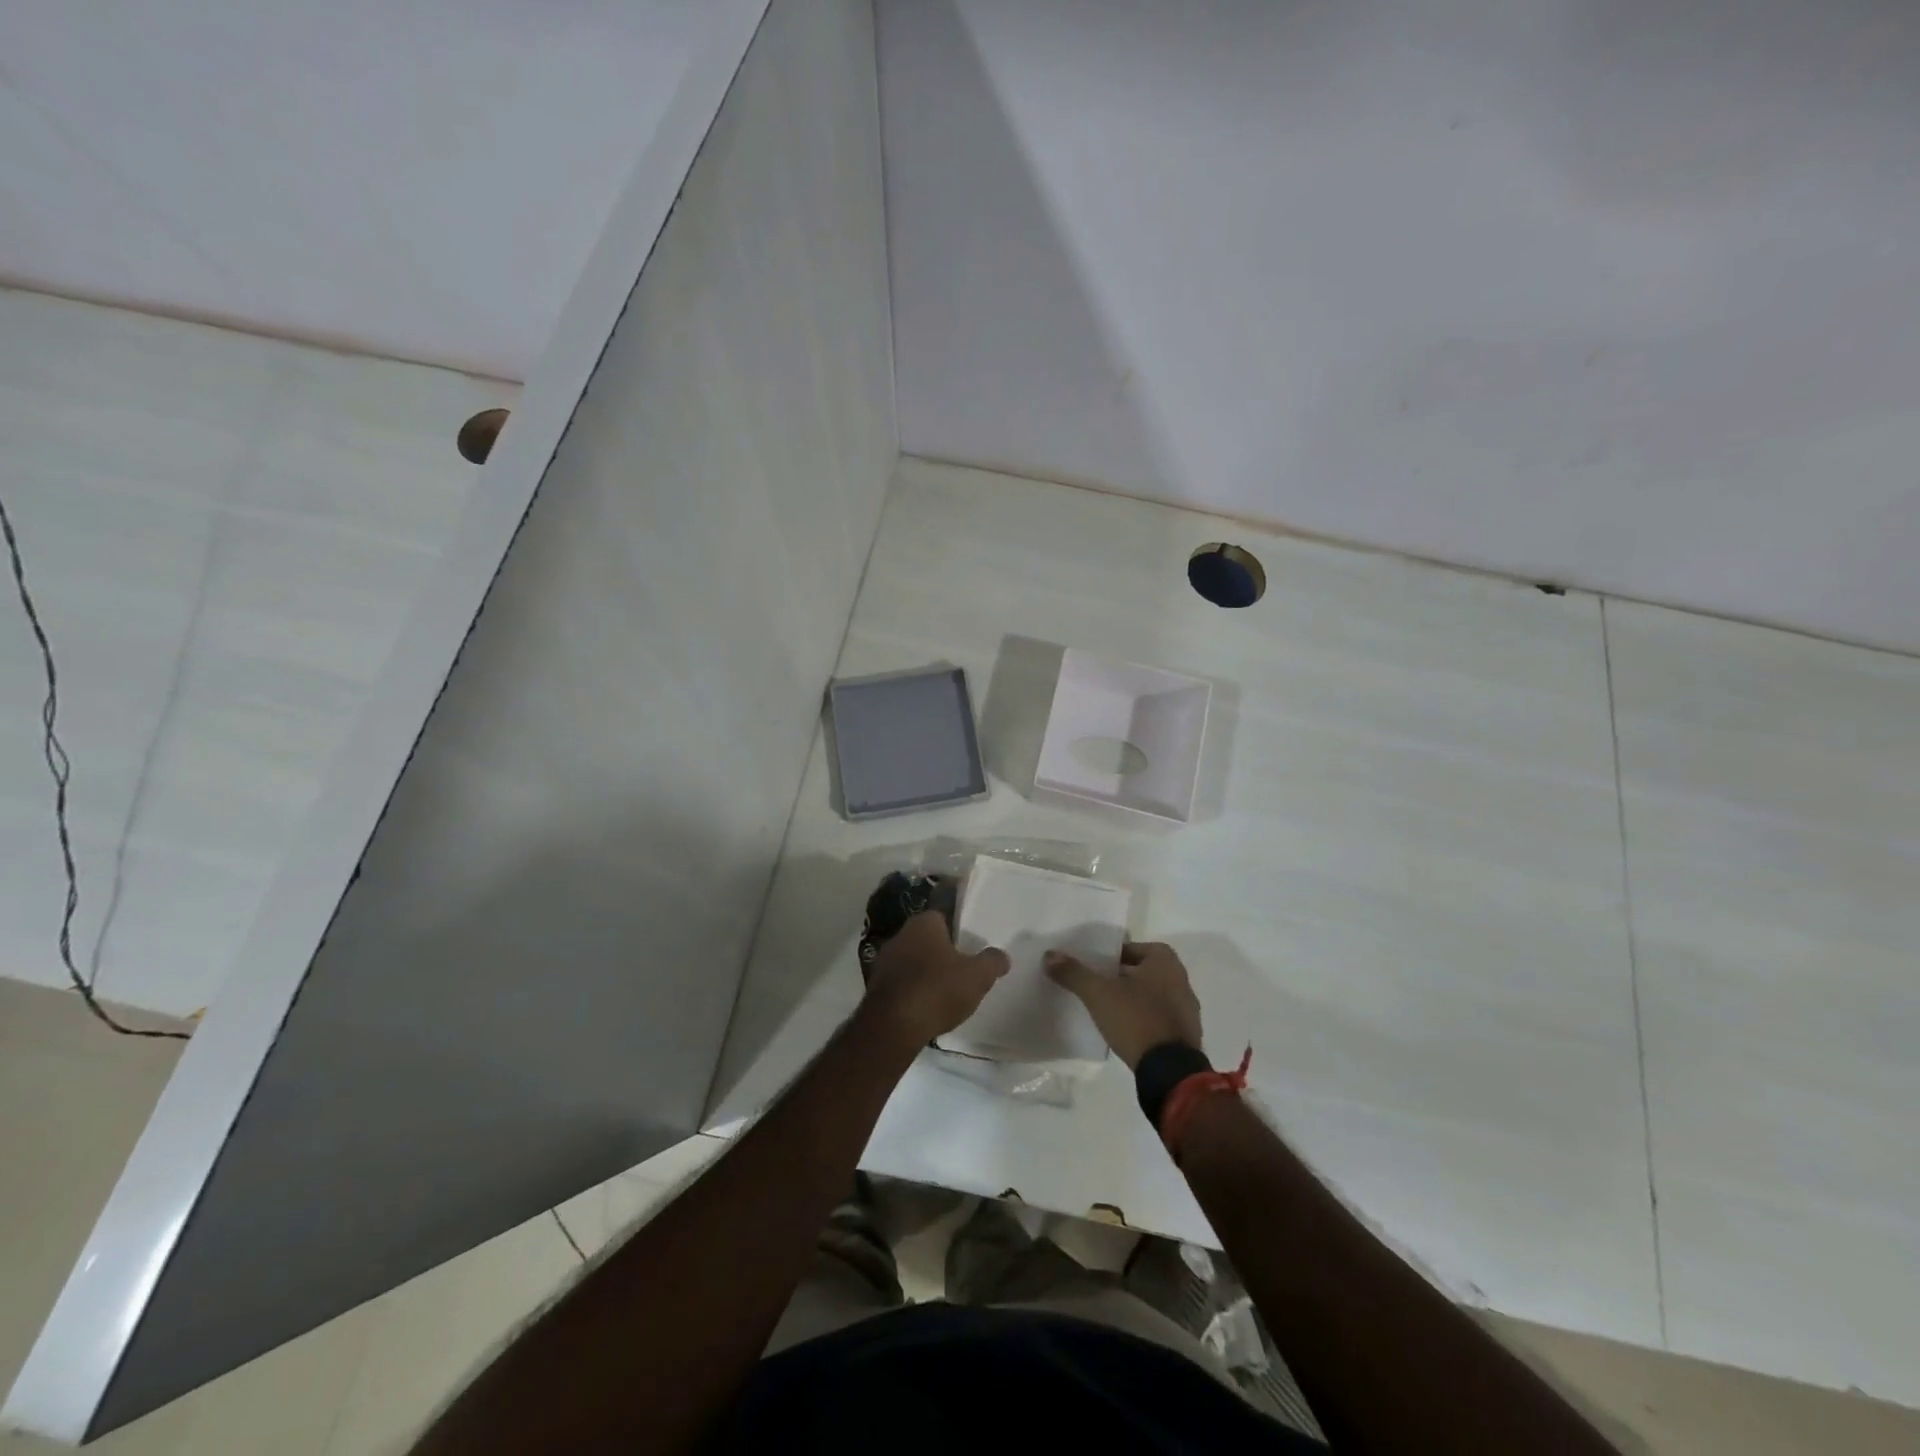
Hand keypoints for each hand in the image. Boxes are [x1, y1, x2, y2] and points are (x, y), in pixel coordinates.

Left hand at [863, 911, 1009, 1047]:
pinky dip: (911, 991)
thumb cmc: (938, 989)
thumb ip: (992, 962)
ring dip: (924, 972)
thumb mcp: (977, 976)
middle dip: (940, 951)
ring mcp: (884, 961)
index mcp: (923, 923)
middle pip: (925, 939)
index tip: (968, 945)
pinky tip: (924, 1007)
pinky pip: (900, 982)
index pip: (942, 916)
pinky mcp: (875, 986)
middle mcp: (900, 935)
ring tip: (944, 991)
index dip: (957, 930)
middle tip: (960, 968)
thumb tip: (1002, 955)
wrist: (893, 1025)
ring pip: (911, 961)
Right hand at [1045, 940, 1202, 1068]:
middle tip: (1094, 986)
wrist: (1170, 1071)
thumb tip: (1049, 955)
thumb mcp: (1098, 994)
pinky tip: (1125, 1029)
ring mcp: (1186, 1006)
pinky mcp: (1186, 1032)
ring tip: (1106, 1008)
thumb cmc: (1136, 1020)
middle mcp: (1180, 977)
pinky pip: (1158, 1015)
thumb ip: (1074, 973)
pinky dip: (1143, 1017)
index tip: (1090, 967)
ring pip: (1150, 993)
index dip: (1106, 956)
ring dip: (1131, 998)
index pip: (1128, 948)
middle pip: (1139, 970)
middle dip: (1118, 977)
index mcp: (1164, 959)